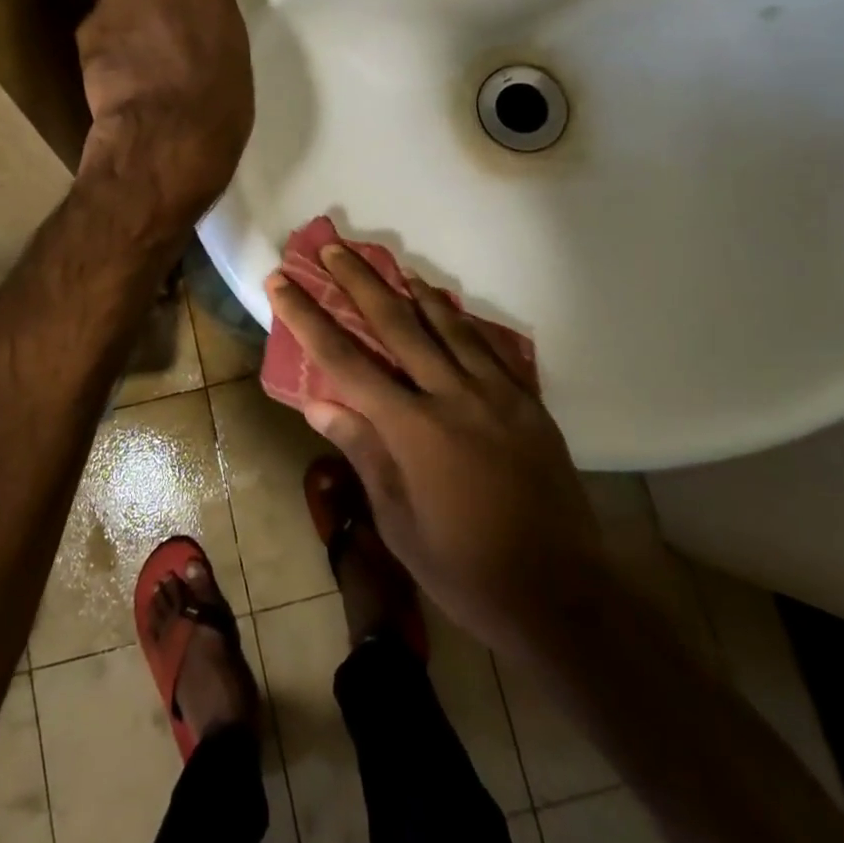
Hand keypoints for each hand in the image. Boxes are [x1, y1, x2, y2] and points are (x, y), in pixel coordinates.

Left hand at [76, 0, 252, 237]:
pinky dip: (104, 39)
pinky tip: (111, 68)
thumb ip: (211, 25)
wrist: (167, 134)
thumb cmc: (219, 106)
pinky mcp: (90, 23)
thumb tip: (194, 30)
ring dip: (124, 10)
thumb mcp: (232, 56)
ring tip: (127, 45)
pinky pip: (99, 24)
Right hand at [265, 247, 600, 658]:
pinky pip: (490, 347)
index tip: (283, 282)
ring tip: (393, 264)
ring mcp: (496, 395)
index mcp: (412, 429)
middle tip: (335, 247)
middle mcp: (452, 396)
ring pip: (448, 326)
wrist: (560, 594)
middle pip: (397, 324)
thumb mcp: (399, 522)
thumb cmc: (464, 568)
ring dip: (415, 292)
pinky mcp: (528, 402)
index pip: (345, 360)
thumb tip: (319, 404)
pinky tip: (450, 308)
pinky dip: (463, 322)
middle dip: (360, 282)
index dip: (308, 317)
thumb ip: (363, 452)